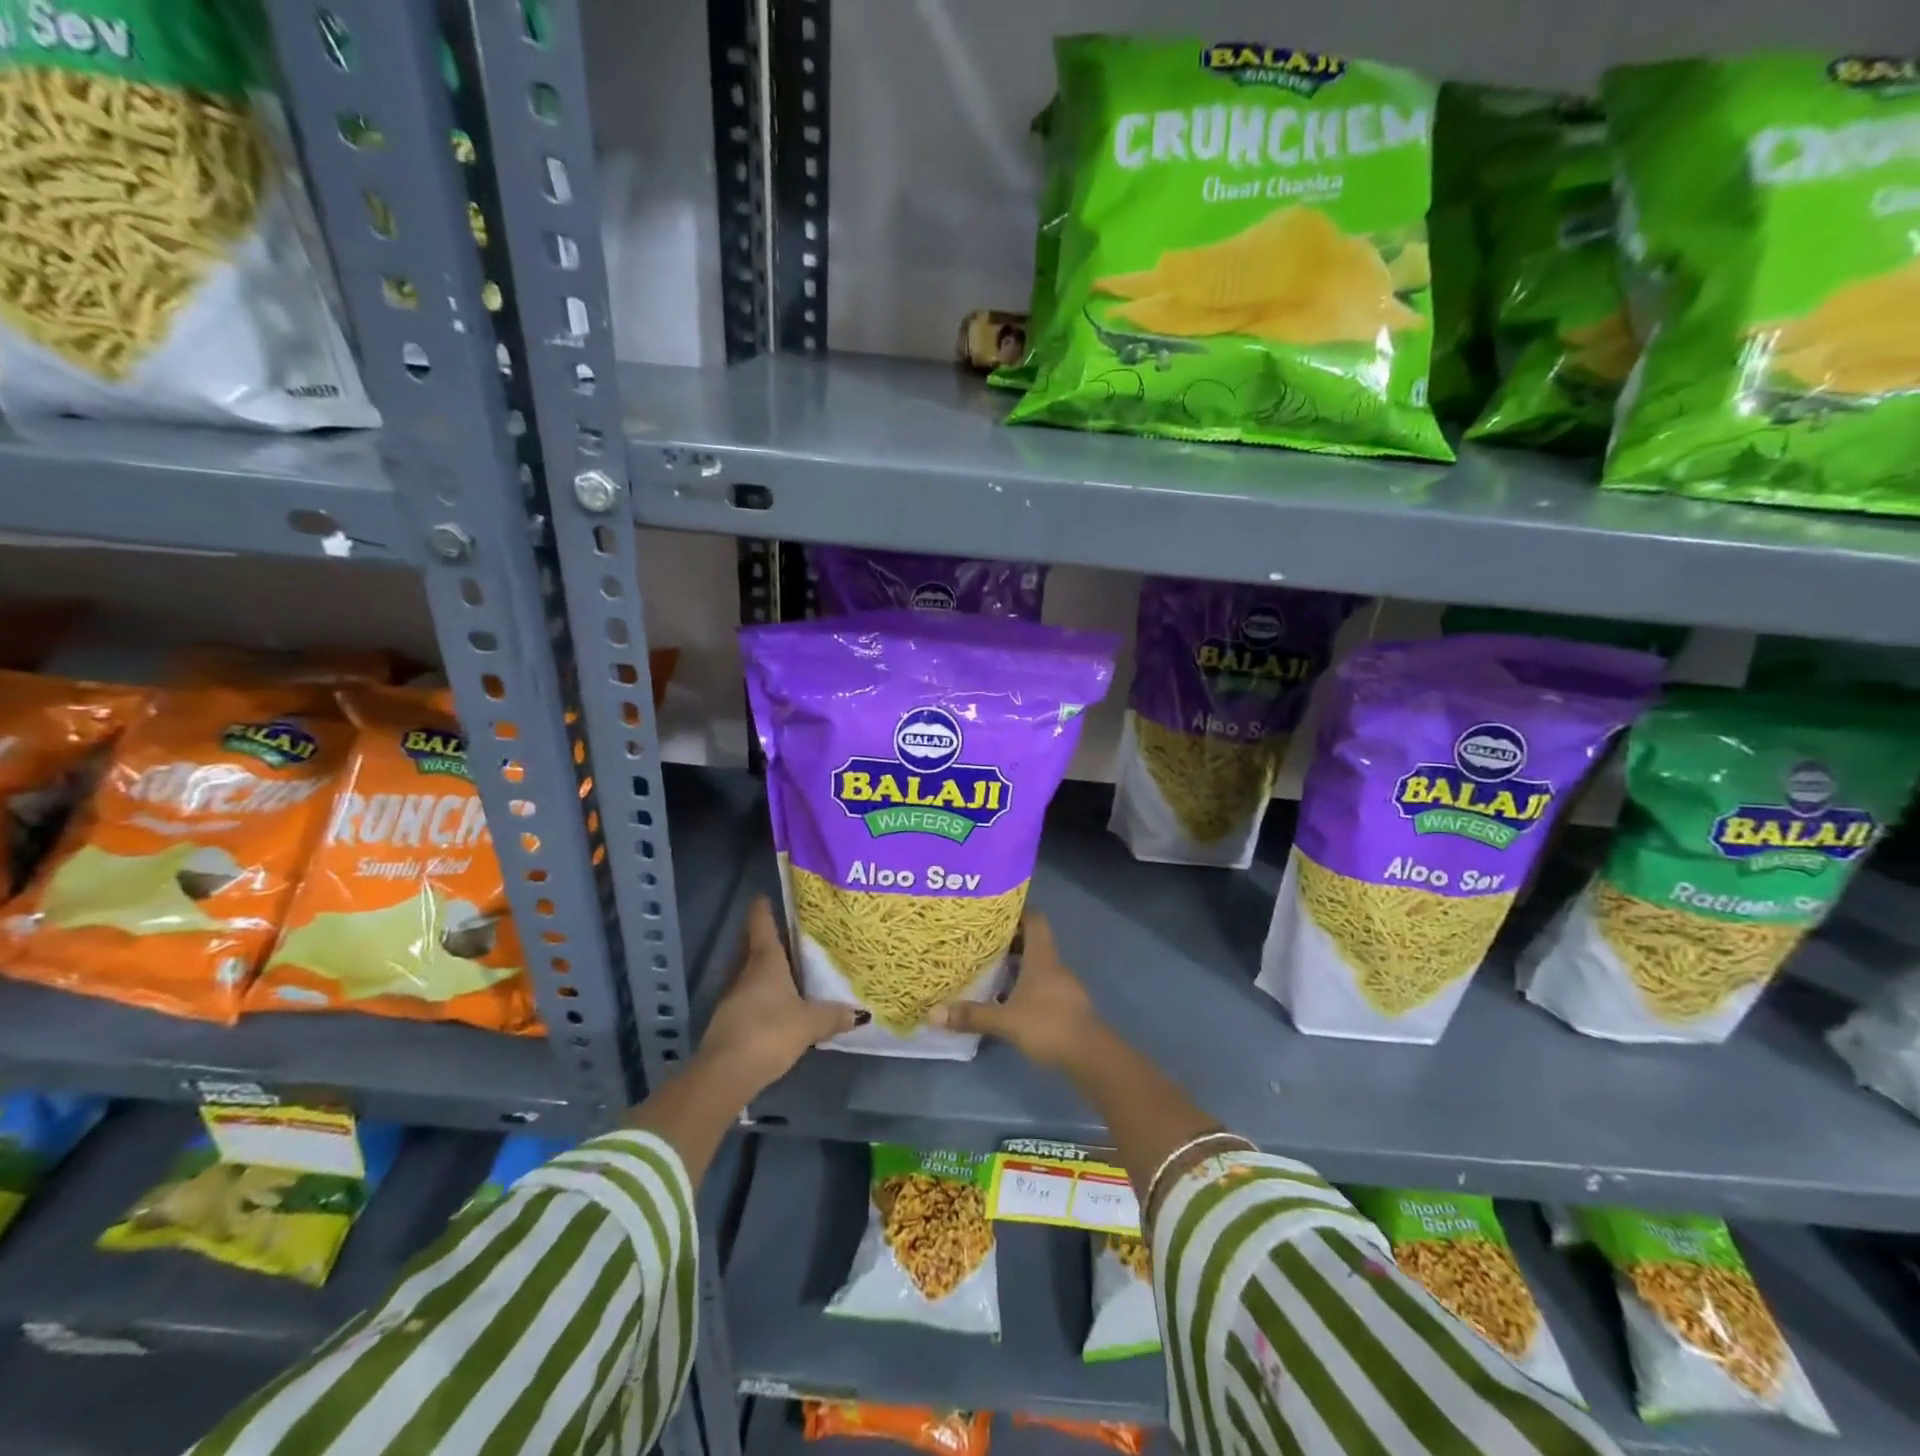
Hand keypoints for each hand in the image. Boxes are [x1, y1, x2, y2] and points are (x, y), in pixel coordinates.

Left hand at [697, 897, 859, 1095]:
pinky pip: (747, 997)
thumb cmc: (770, 1031)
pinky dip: (759, 994)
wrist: (726, 1072)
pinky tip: (776, 1005)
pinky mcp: (728, 1021)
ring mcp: (733, 997)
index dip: (763, 909)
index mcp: (765, 961)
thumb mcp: (810, 1023)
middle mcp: (745, 972)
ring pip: (748, 972)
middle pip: (751, 946)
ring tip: (786, 969)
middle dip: (763, 938)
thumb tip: (860, 1013)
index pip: (761, 924)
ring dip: (761, 969)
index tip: (764, 896)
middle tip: (785, 933)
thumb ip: (834, 1015)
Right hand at [927, 914, 1105, 1071]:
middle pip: (1034, 941)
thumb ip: (972, 1015)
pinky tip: (1009, 1000)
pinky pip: (1043, 985)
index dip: (1017, 911)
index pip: (1034, 920)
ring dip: (1017, 965)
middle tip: (982, 942)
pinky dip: (1026, 986)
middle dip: (1010, 940)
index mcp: (1042, 957)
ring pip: (1038, 965)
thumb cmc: (1048, 1025)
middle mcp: (1054, 965)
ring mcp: (1064, 986)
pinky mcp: (1067, 1006)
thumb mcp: (1006, 1020)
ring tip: (990, 970)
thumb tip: (933, 1013)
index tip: (994, 911)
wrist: (1091, 1055)